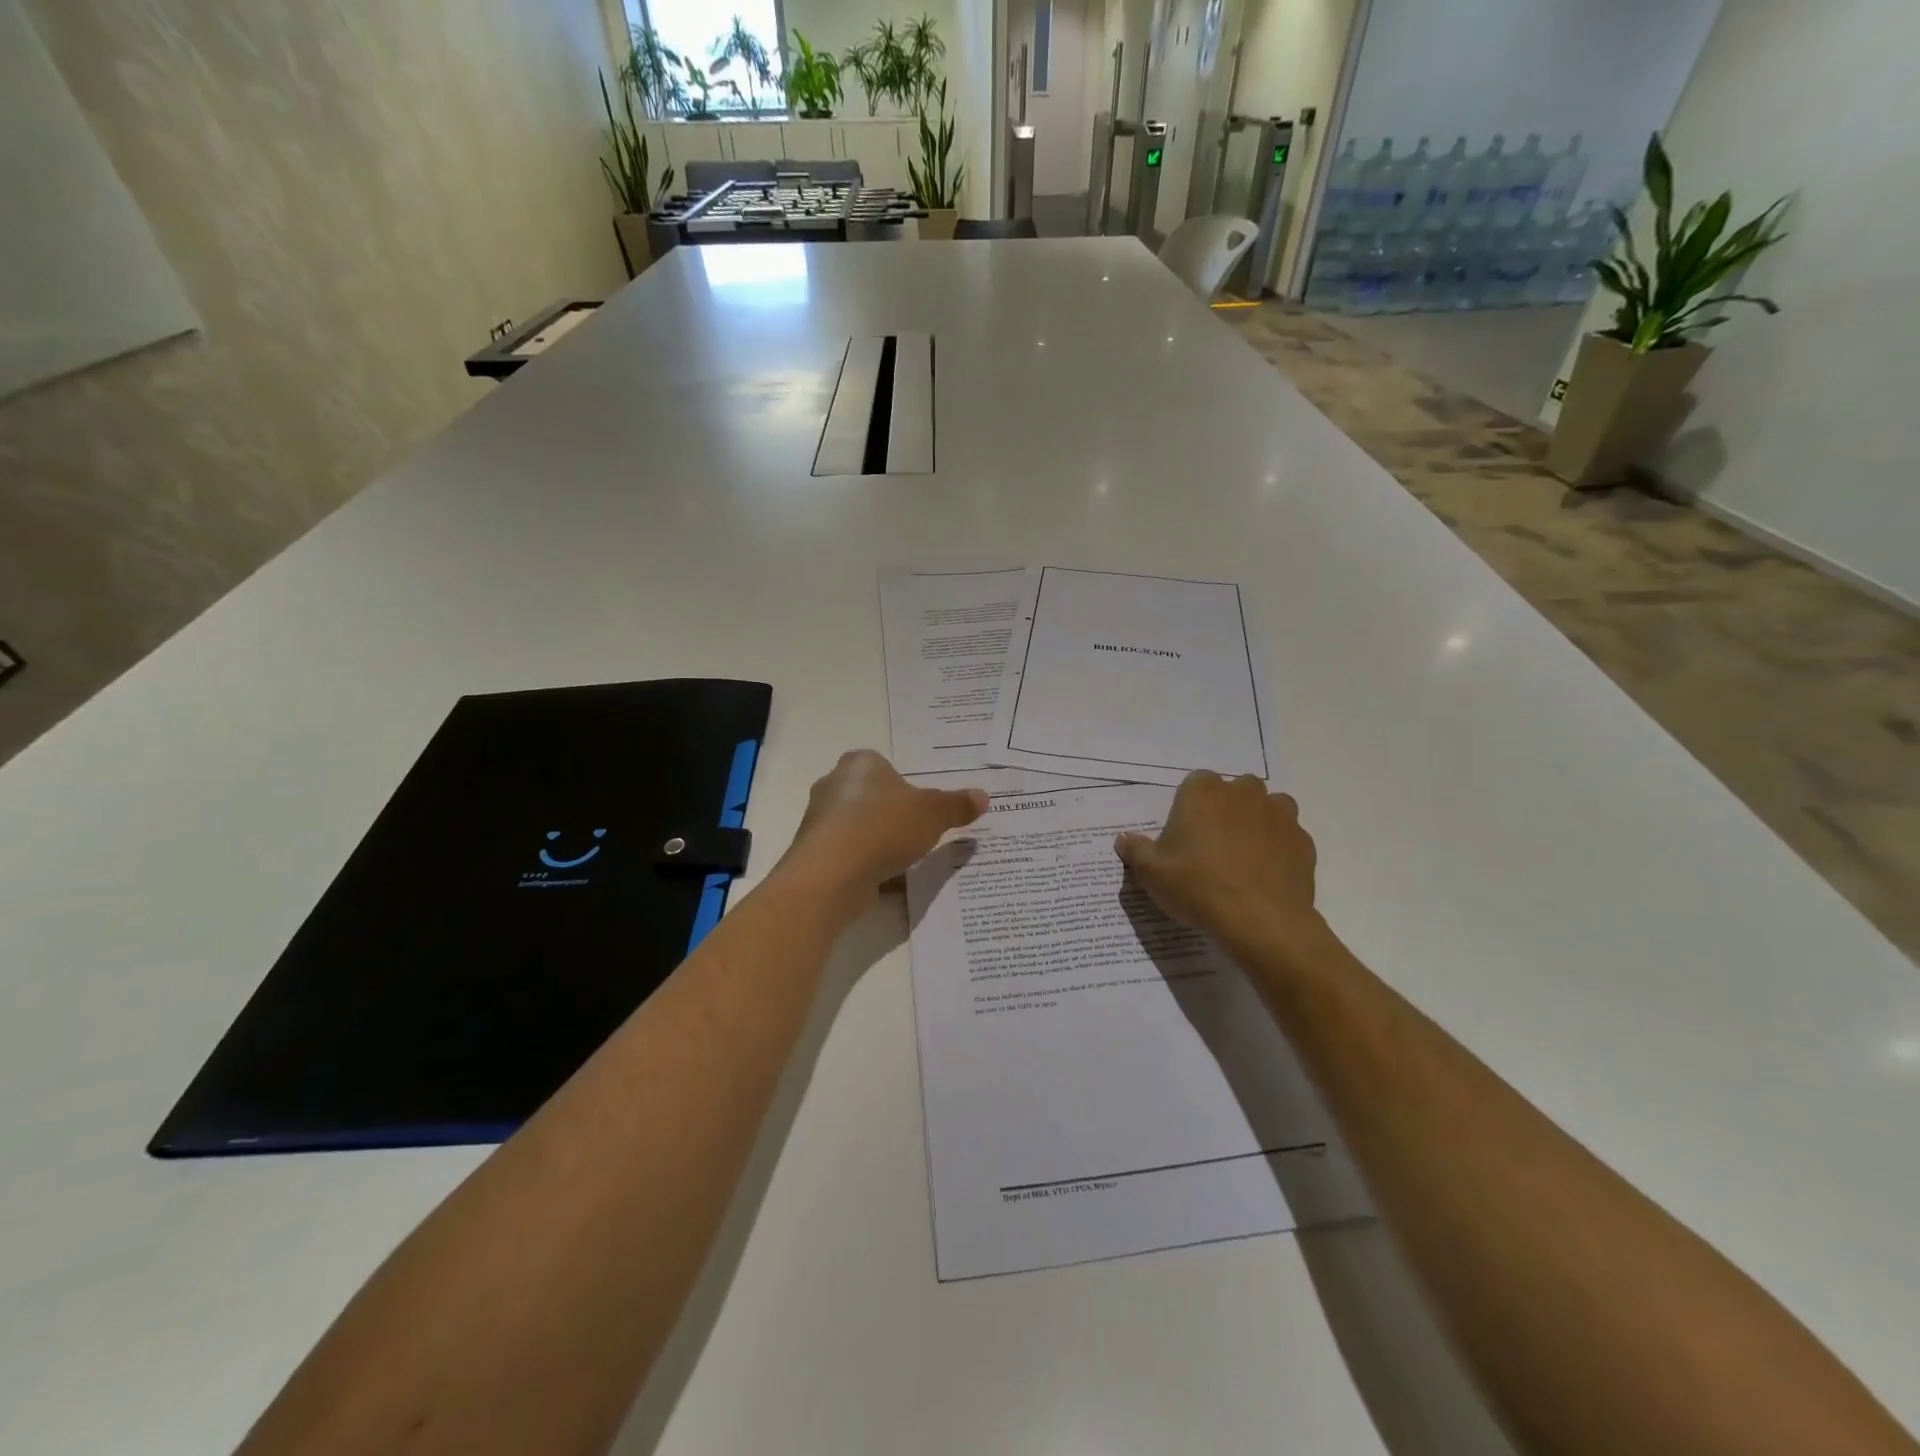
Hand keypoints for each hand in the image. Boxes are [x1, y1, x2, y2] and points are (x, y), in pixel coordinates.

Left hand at [783, 750, 986, 904]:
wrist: (831, 875)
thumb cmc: (884, 827)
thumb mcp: (933, 814)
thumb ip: (957, 805)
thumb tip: (983, 796)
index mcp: (860, 763)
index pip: (886, 767)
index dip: (908, 787)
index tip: (925, 808)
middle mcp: (834, 785)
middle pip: (874, 798)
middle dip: (895, 816)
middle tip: (922, 834)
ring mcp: (820, 821)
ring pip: (861, 828)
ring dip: (881, 843)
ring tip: (908, 861)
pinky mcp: (815, 854)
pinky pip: (851, 856)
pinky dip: (868, 866)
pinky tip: (889, 882)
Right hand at [1114, 772, 1325, 960]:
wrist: (1262, 922)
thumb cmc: (1198, 888)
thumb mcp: (1152, 874)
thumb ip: (1136, 851)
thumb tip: (1123, 839)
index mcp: (1204, 793)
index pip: (1195, 783)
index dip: (1190, 806)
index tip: (1185, 834)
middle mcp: (1243, 794)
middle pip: (1235, 790)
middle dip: (1227, 808)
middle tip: (1213, 844)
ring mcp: (1279, 816)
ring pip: (1269, 807)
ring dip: (1258, 821)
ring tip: (1244, 855)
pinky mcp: (1303, 842)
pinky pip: (1289, 836)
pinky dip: (1279, 848)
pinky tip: (1267, 875)